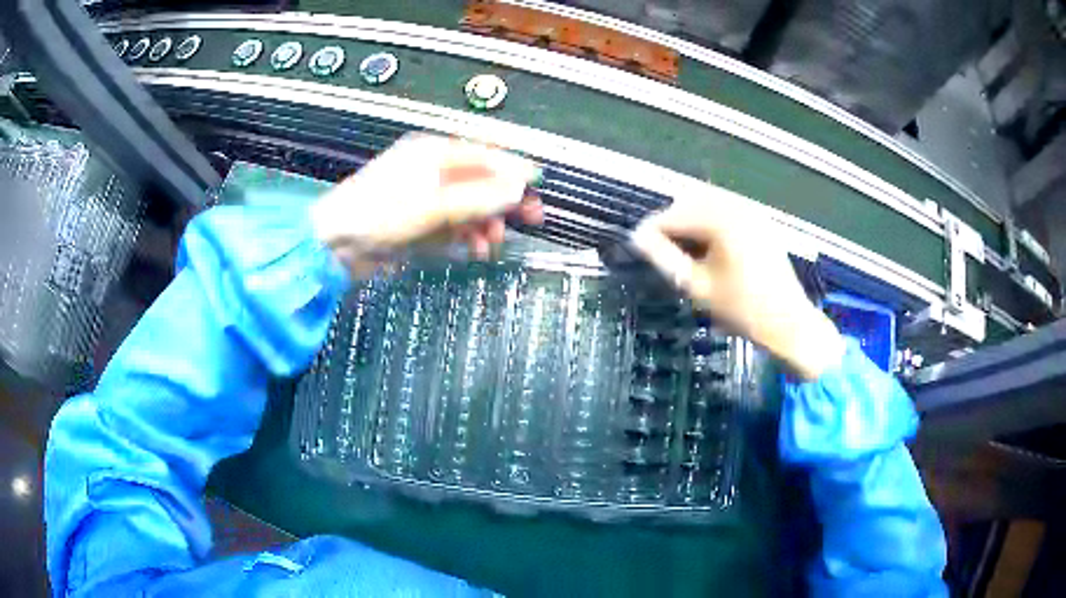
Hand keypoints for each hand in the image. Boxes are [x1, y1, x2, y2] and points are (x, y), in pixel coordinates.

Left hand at [310, 133, 542, 277]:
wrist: (335, 244)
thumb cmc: (378, 213)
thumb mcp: (434, 204)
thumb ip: (478, 197)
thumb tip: (516, 189)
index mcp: (433, 153)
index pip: (484, 155)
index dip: (513, 169)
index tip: (537, 183)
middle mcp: (431, 171)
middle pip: (480, 181)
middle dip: (503, 200)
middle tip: (530, 217)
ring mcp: (425, 198)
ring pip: (468, 207)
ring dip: (485, 223)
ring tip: (493, 241)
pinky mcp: (419, 222)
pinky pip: (452, 226)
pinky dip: (466, 236)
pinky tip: (474, 248)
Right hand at [631, 185, 844, 379]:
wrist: (787, 322)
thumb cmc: (741, 308)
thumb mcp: (697, 286)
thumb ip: (664, 258)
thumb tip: (637, 238)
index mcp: (721, 220)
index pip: (674, 215)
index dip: (652, 231)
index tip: (638, 249)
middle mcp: (736, 206)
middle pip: (689, 202)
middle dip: (672, 223)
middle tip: (661, 252)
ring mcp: (751, 211)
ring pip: (707, 203)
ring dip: (690, 221)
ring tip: (683, 251)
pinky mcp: (760, 221)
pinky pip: (726, 210)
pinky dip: (710, 222)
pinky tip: (708, 247)